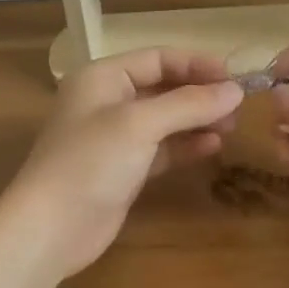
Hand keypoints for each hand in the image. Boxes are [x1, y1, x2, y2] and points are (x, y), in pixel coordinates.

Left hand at [3, 48, 242, 277]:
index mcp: (102, 77)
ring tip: (230, 127)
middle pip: (163, 87)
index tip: (234, 79)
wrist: (51, 228)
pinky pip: (161, 148)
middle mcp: (107, 101)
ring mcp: (115, 138)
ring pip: (165, 119)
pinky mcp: (123, 169)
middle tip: (237, 108)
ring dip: (197, 120)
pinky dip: (185, 145)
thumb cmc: (90, 162)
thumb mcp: (140, 124)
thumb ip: (189, 104)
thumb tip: (236, 91)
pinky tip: (212, 147)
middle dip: (200, 95)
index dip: (197, 65)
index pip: (158, 58)